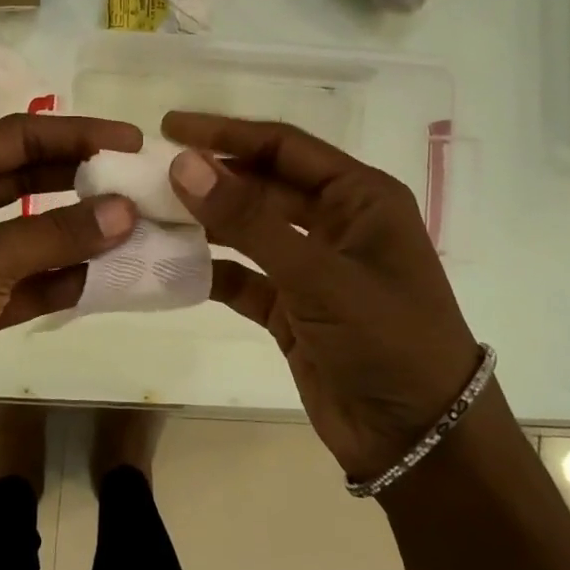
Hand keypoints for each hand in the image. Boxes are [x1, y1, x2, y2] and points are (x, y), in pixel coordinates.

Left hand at [0, 115, 140, 452]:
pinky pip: (27, 280)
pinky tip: (101, 278)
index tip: (129, 142)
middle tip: (134, 180)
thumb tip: (125, 211)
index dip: (75, 134)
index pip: (17, 136)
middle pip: (25, 177)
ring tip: (131, 228)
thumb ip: (55, 235)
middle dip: (78, 178)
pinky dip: (60, 279)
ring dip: (75, 231)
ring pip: (30, 231)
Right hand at [162, 112, 481, 481]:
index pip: (284, 147)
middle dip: (211, 179)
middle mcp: (336, 224)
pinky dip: (211, 272)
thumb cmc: (386, 340)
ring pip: (249, 231)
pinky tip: (170, 267)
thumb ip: (248, 219)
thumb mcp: (318, 274)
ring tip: (149, 213)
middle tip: (150, 174)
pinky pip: (243, 278)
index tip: (170, 126)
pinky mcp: (292, 309)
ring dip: (205, 223)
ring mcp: (312, 268)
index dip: (227, 133)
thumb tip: (183, 163)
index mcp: (360, 197)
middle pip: (262, 185)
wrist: (420, 443)